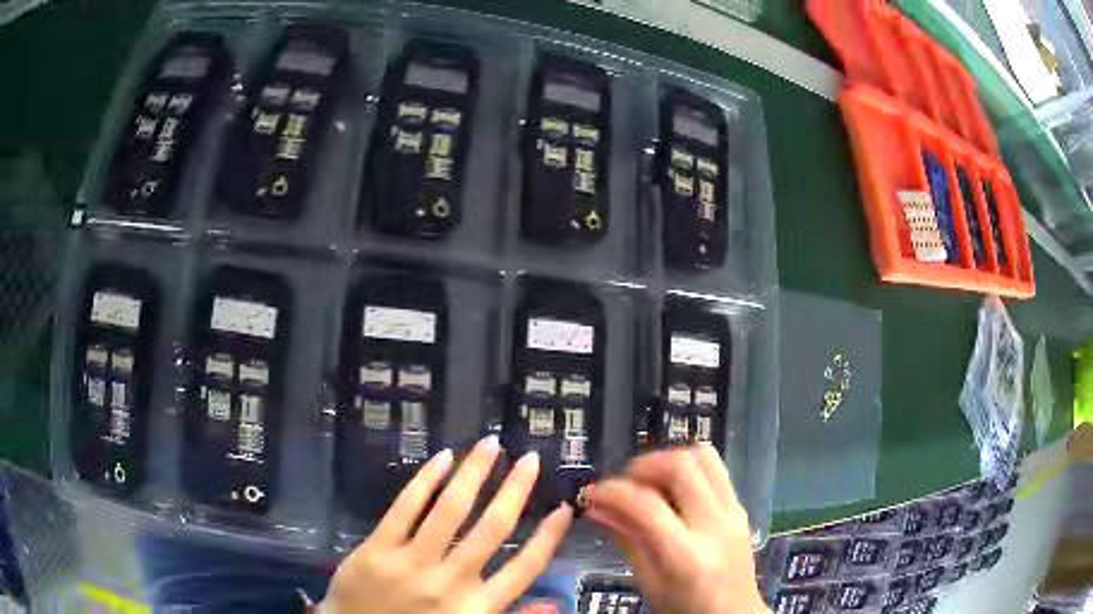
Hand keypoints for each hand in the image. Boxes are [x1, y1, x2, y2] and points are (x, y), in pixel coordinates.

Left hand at [322, 436, 572, 613]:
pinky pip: (404, 509)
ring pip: (449, 510)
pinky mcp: (377, 550)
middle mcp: (450, 582)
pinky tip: (442, 459)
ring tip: (490, 445)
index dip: (548, 538)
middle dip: (515, 491)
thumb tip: (553, 605)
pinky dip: (425, 481)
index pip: (524, 569)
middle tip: (530, 459)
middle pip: (491, 529)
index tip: (563, 508)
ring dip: (473, 473)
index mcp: (477, 608)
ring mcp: (411, 563)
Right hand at [583, 445, 768, 613]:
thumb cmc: (686, 608)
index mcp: (687, 555)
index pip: (647, 505)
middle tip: (622, 483)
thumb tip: (596, 507)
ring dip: (668, 459)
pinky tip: (671, 488)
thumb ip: (627, 540)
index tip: (592, 493)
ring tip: (647, 481)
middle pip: (681, 467)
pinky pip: (715, 468)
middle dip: (643, 466)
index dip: (613, 492)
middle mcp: (716, 525)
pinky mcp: (741, 506)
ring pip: (703, 457)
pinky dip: (688, 466)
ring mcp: (734, 512)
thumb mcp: (649, 583)